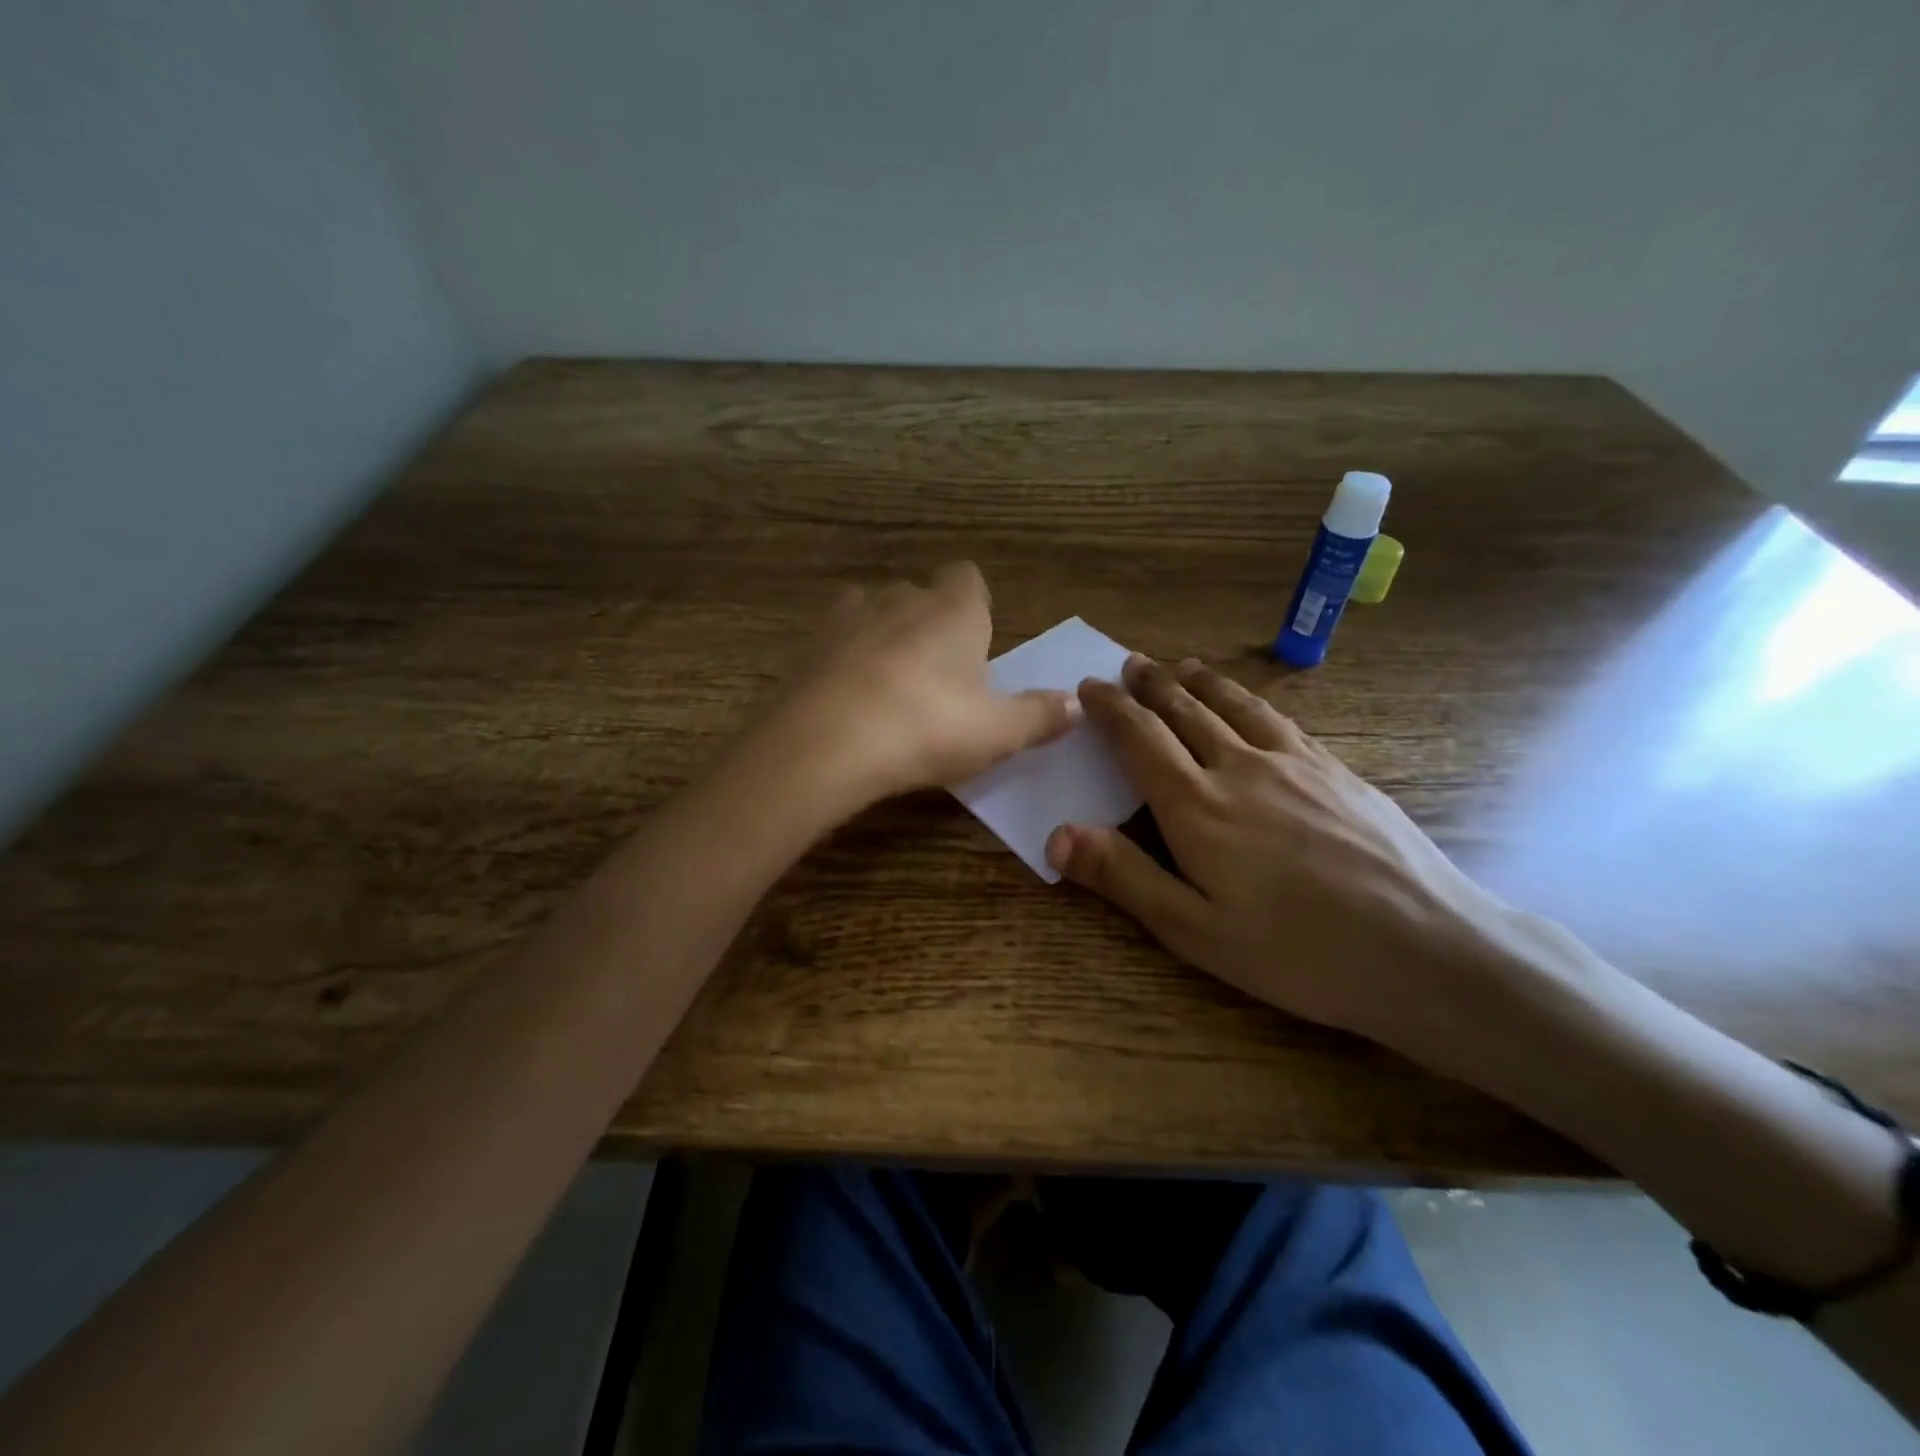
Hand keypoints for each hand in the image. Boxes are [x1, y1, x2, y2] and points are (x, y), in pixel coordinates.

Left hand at [747, 563, 1077, 813]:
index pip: (968, 577)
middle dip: (930, 625)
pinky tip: (849, 701)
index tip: (976, 643)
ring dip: (884, 638)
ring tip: (890, 687)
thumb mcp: (996, 732)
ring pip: (873, 613)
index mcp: (952, 609)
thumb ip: (1038, 716)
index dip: (974, 604)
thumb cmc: (926, 727)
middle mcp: (899, 598)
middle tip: (939, 679)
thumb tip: (1076, 705)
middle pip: (920, 596)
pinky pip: (835, 644)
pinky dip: (845, 662)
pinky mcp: (806, 646)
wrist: (824, 743)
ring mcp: (846, 617)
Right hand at [1045, 654, 1519, 1064]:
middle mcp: (1240, 769)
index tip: (1090, 687)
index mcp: (1197, 807)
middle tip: (1130, 663)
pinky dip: (1251, 701)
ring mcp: (1295, 764)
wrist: (1426, 949)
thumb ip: (1124, 877)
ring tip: (1181, 667)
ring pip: (1235, 706)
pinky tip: (1253, 706)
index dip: (1111, 710)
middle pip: (1186, 712)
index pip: (1140, 740)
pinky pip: (1281, 720)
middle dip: (1151, 685)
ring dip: (1200, 683)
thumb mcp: (1195, 931)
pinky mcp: (1338, 771)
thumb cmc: (1298, 952)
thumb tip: (1057, 834)